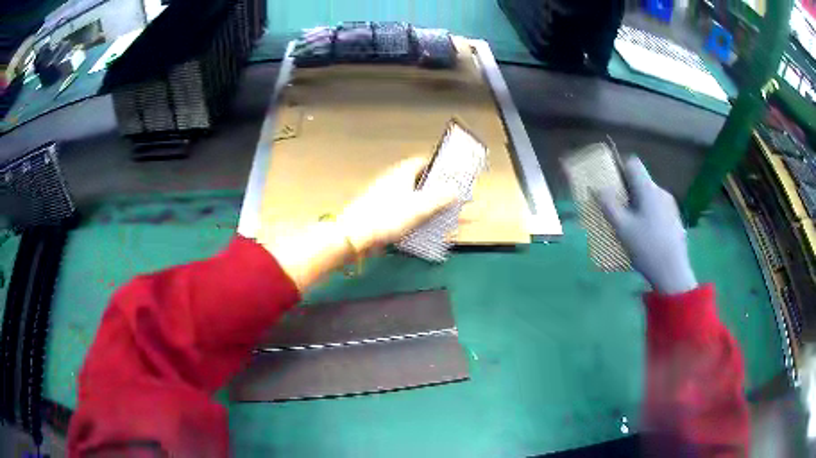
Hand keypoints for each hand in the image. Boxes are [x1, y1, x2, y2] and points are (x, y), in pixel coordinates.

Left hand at [263, 157, 455, 291]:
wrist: (353, 237)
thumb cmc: (385, 217)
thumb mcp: (417, 207)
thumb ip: (438, 198)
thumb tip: (455, 190)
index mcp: (402, 174)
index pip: (423, 162)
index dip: (438, 167)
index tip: (453, 174)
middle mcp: (394, 183)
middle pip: (421, 183)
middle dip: (439, 192)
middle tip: (456, 201)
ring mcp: (387, 200)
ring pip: (415, 201)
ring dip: (432, 209)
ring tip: (448, 220)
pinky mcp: (382, 216)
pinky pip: (406, 215)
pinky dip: (419, 221)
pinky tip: (429, 233)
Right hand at [596, 157, 697, 294]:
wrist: (673, 272)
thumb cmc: (646, 247)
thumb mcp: (622, 228)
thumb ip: (608, 205)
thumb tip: (597, 188)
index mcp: (648, 189)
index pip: (633, 163)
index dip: (620, 168)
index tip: (611, 184)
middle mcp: (661, 192)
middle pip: (640, 182)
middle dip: (626, 192)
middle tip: (616, 211)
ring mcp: (671, 206)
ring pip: (649, 197)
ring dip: (638, 205)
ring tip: (630, 228)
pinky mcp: (675, 220)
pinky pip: (657, 210)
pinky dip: (648, 216)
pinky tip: (645, 238)